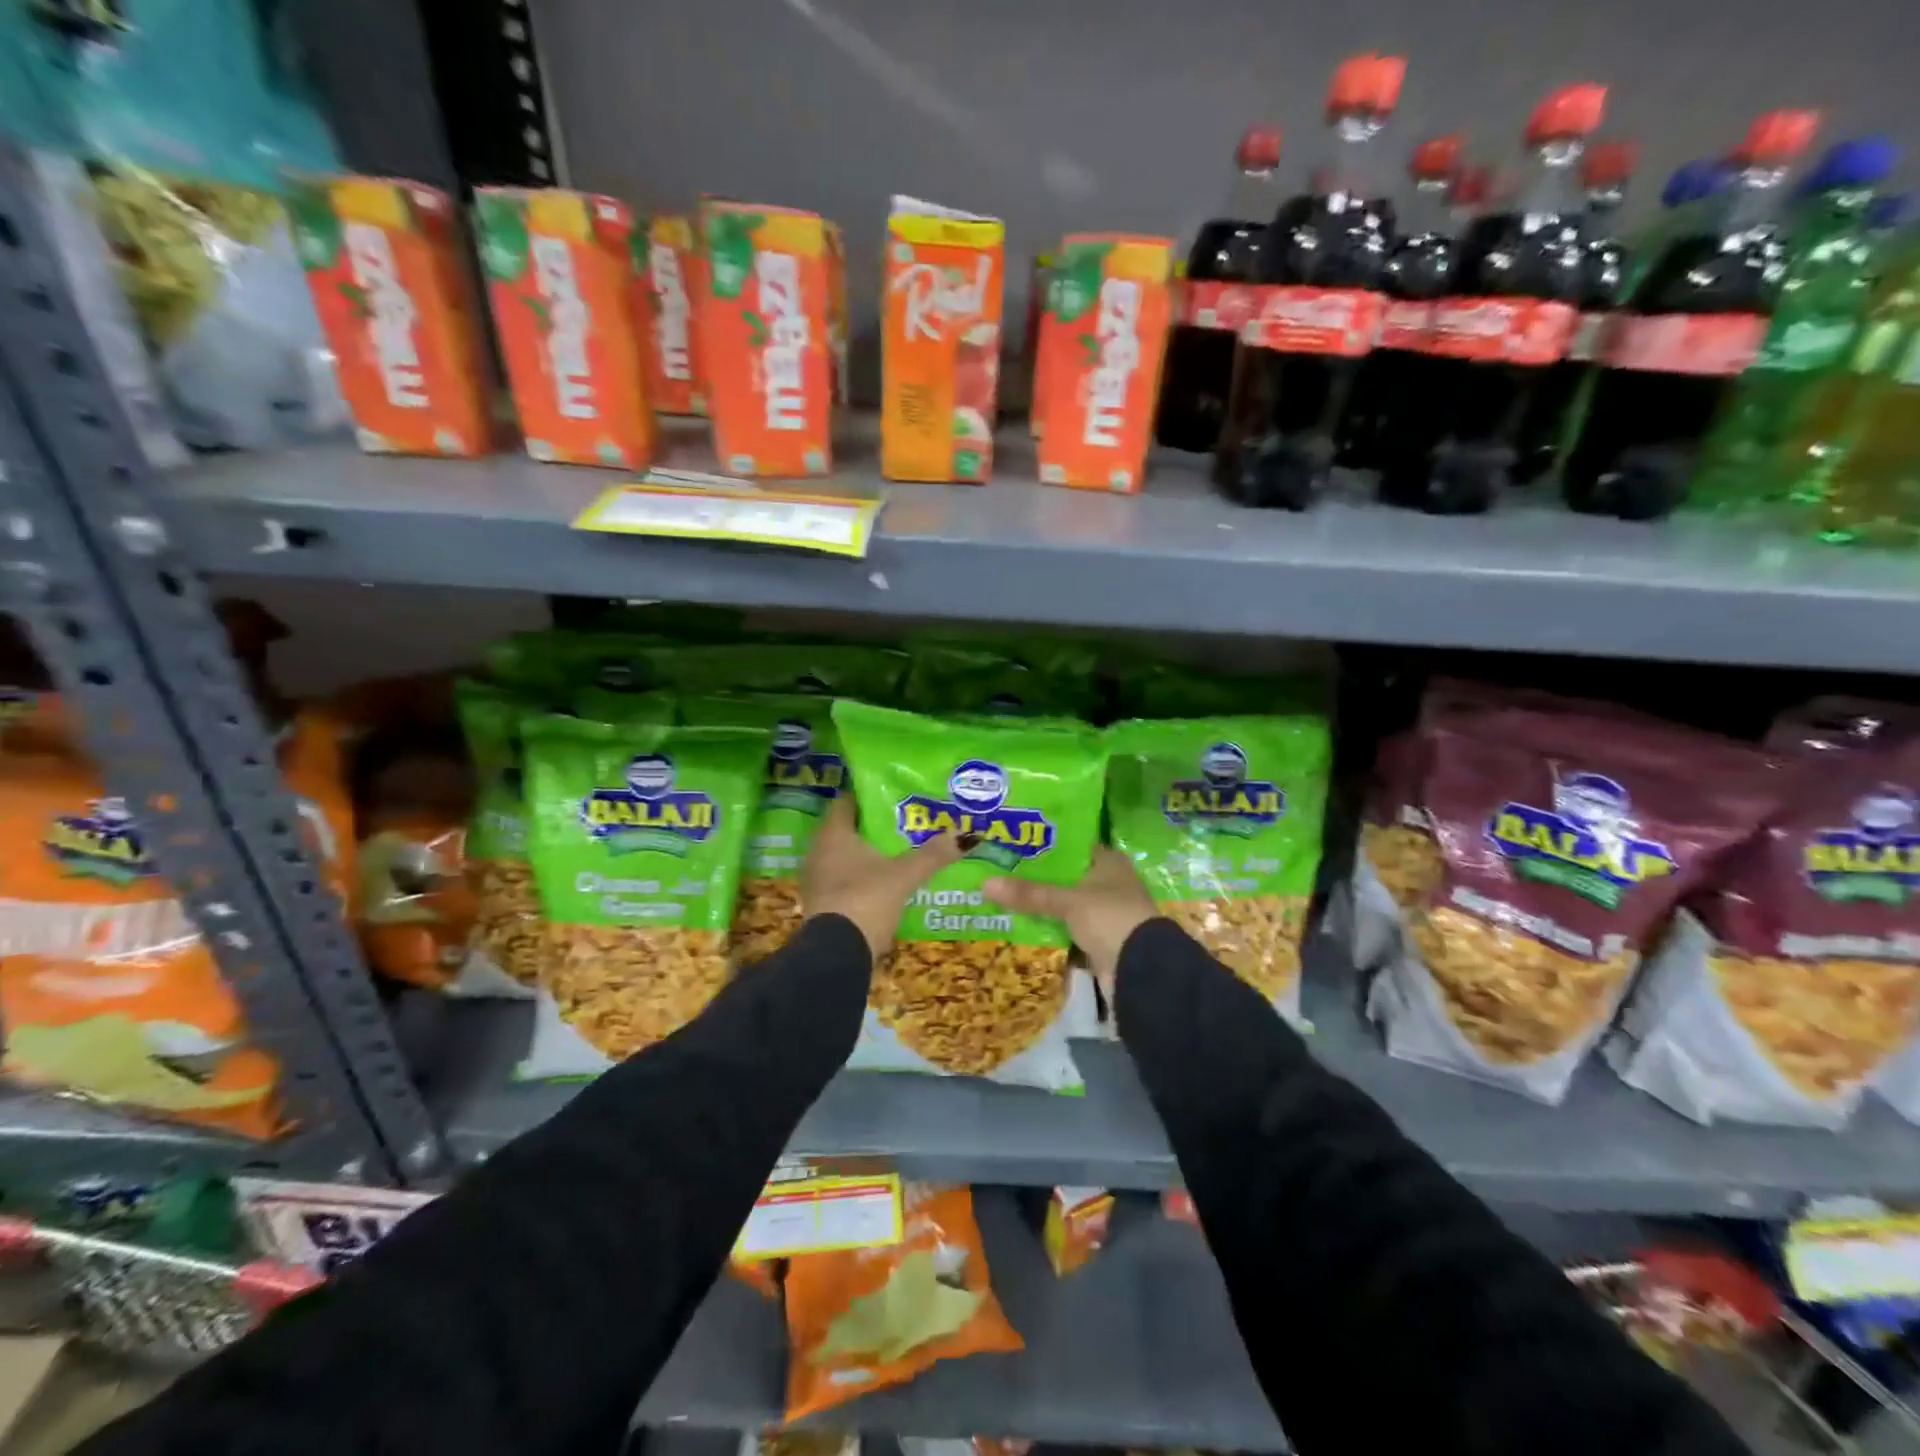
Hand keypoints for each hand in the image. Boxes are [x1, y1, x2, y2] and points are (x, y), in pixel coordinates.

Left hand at [801, 795, 960, 960]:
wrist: (836, 955)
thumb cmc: (865, 900)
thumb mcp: (904, 876)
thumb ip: (932, 855)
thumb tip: (966, 835)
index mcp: (833, 834)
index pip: (847, 801)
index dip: (868, 795)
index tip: (892, 792)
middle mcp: (819, 852)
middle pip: (847, 829)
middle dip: (873, 826)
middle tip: (903, 821)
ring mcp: (817, 880)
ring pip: (844, 856)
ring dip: (867, 853)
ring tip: (899, 850)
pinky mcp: (821, 904)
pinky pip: (843, 879)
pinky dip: (862, 876)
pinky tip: (885, 881)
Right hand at [982, 847, 1157, 991]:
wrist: (1141, 972)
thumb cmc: (1110, 918)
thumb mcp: (1067, 902)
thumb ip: (1029, 893)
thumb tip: (984, 884)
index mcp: (1109, 862)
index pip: (1073, 846)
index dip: (1046, 845)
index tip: (1014, 844)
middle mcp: (1109, 883)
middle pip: (1066, 877)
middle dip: (1037, 878)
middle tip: (1000, 871)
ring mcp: (1104, 914)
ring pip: (1065, 905)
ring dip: (1042, 906)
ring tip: (1003, 897)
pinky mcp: (1099, 941)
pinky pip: (1067, 930)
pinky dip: (1049, 929)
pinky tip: (1021, 925)